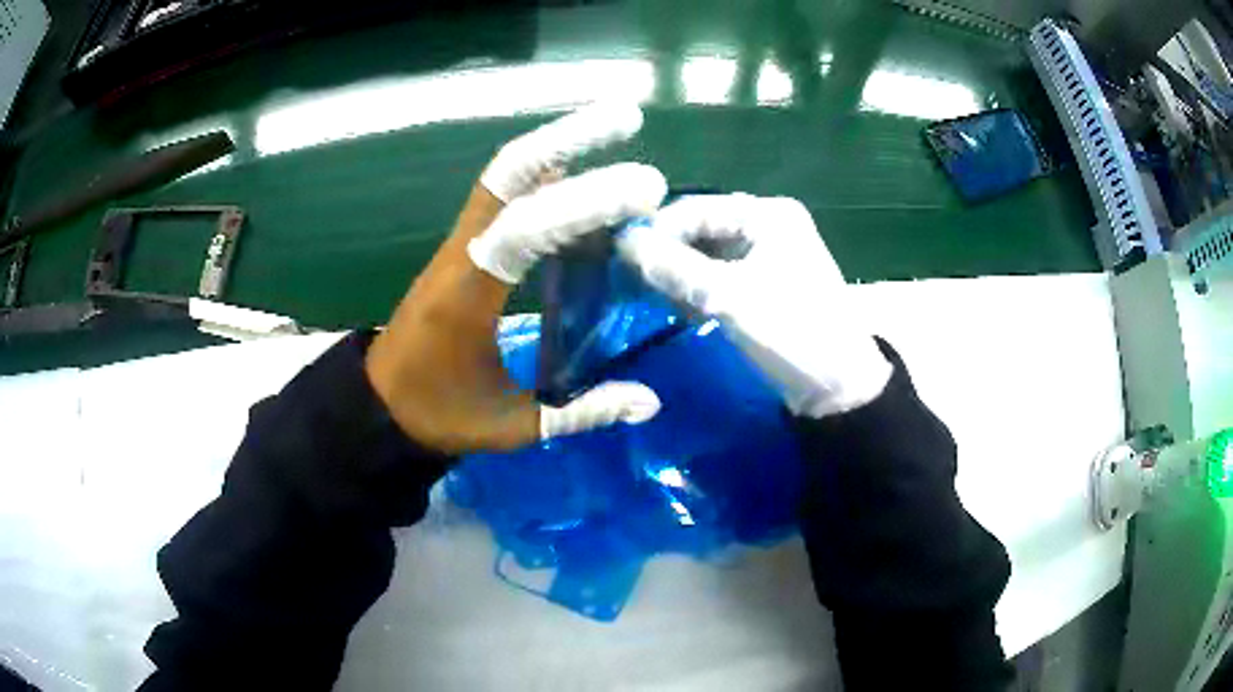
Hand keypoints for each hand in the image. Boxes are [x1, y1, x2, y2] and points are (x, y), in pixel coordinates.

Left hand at [365, 104, 666, 453]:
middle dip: (569, 139)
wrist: (381, 405)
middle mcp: (462, 252)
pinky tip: (582, 169)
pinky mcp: (465, 245)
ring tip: (614, 124)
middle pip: (509, 175)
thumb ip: (580, 412)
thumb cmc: (439, 415)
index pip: (525, 229)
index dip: (582, 203)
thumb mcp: (510, 426)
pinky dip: (544, 172)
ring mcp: (460, 243)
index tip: (644, 189)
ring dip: (557, 144)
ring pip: (505, 175)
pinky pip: (503, 194)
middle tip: (628, 117)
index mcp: (467, 294)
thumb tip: (651, 400)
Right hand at [616, 194, 891, 417]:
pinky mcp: (761, 285)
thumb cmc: (793, 333)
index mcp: (768, 215)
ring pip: (705, 255)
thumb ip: (675, 268)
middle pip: (699, 230)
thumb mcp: (730, 299)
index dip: (656, 230)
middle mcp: (766, 225)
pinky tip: (676, 309)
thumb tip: (623, 243)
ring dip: (677, 275)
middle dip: (665, 254)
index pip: (696, 208)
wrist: (838, 388)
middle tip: (626, 281)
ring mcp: (765, 255)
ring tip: (647, 298)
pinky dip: (695, 290)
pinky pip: (716, 276)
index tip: (616, 257)